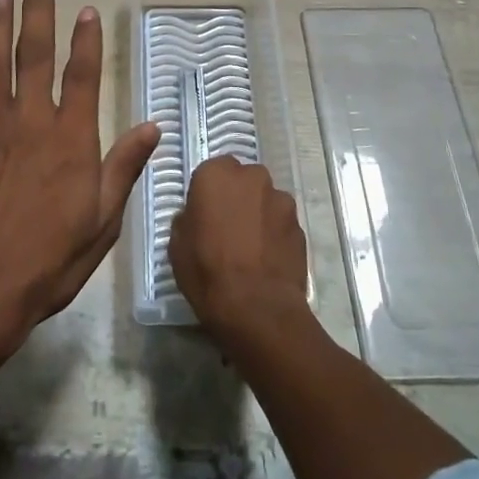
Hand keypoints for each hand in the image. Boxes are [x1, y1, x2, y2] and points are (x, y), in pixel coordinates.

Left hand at [0, 0, 160, 342]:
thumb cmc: (51, 260)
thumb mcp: (103, 220)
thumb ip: (124, 167)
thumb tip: (153, 126)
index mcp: (70, 139)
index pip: (83, 76)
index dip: (87, 40)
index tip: (87, 8)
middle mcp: (30, 123)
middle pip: (35, 55)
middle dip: (38, 9)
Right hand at [169, 156, 307, 334]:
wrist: (256, 308)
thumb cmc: (207, 271)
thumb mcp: (177, 244)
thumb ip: (189, 218)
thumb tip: (198, 216)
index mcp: (217, 174)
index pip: (213, 170)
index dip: (210, 191)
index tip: (206, 213)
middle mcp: (252, 177)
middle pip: (244, 180)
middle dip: (238, 197)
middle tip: (229, 227)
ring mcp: (281, 200)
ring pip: (266, 200)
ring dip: (259, 214)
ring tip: (252, 247)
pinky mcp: (300, 225)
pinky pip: (282, 223)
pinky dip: (275, 234)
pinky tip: (268, 259)